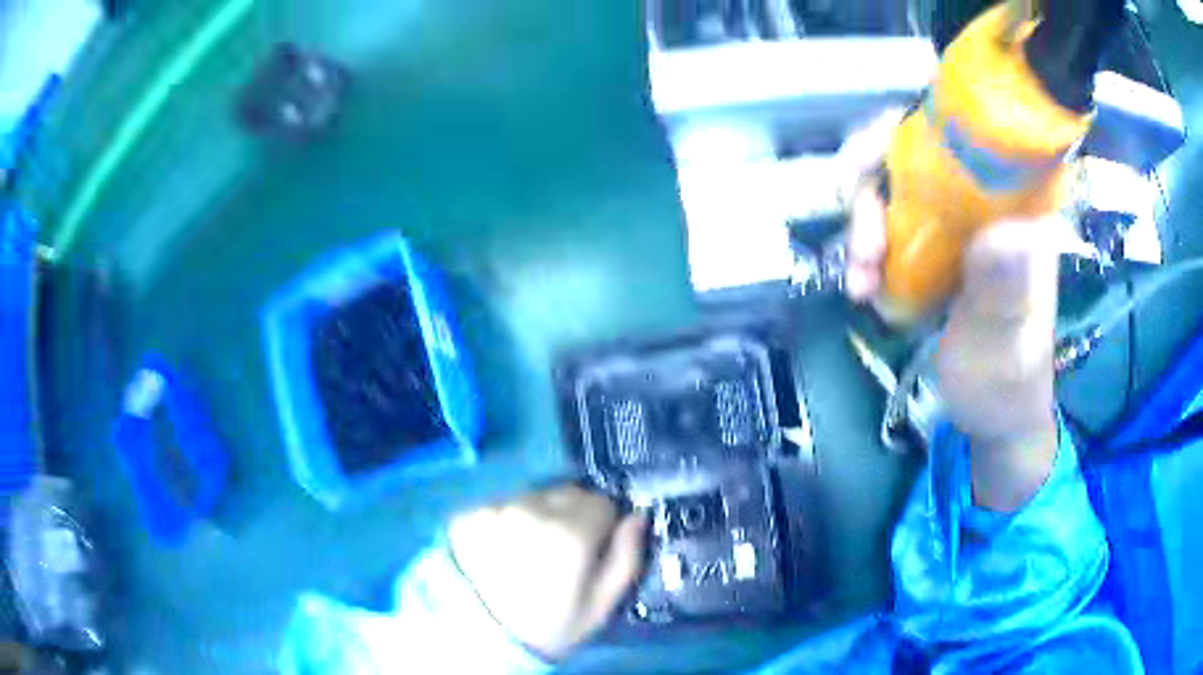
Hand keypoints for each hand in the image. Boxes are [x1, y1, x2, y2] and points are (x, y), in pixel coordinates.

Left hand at [448, 485, 647, 659]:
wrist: (479, 638)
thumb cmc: (550, 626)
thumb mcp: (601, 605)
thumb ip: (627, 557)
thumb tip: (637, 518)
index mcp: (571, 533)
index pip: (602, 503)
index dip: (602, 526)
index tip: (592, 549)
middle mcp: (533, 510)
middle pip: (567, 493)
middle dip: (571, 515)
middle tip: (560, 550)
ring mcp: (496, 508)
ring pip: (533, 497)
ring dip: (538, 514)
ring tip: (527, 550)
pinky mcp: (468, 513)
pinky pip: (501, 505)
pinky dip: (506, 519)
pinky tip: (500, 549)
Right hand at [843, 114, 1059, 512]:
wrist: (996, 415)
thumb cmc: (1008, 386)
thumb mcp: (1008, 347)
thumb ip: (1005, 295)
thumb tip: (1005, 232)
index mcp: (1020, 210)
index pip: (970, 130)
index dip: (914, 124)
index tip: (872, 156)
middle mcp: (988, 200)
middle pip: (918, 146)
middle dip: (873, 180)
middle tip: (863, 241)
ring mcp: (961, 221)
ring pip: (897, 180)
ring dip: (864, 220)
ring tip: (860, 280)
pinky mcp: (940, 244)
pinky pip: (892, 219)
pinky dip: (867, 244)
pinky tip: (863, 285)